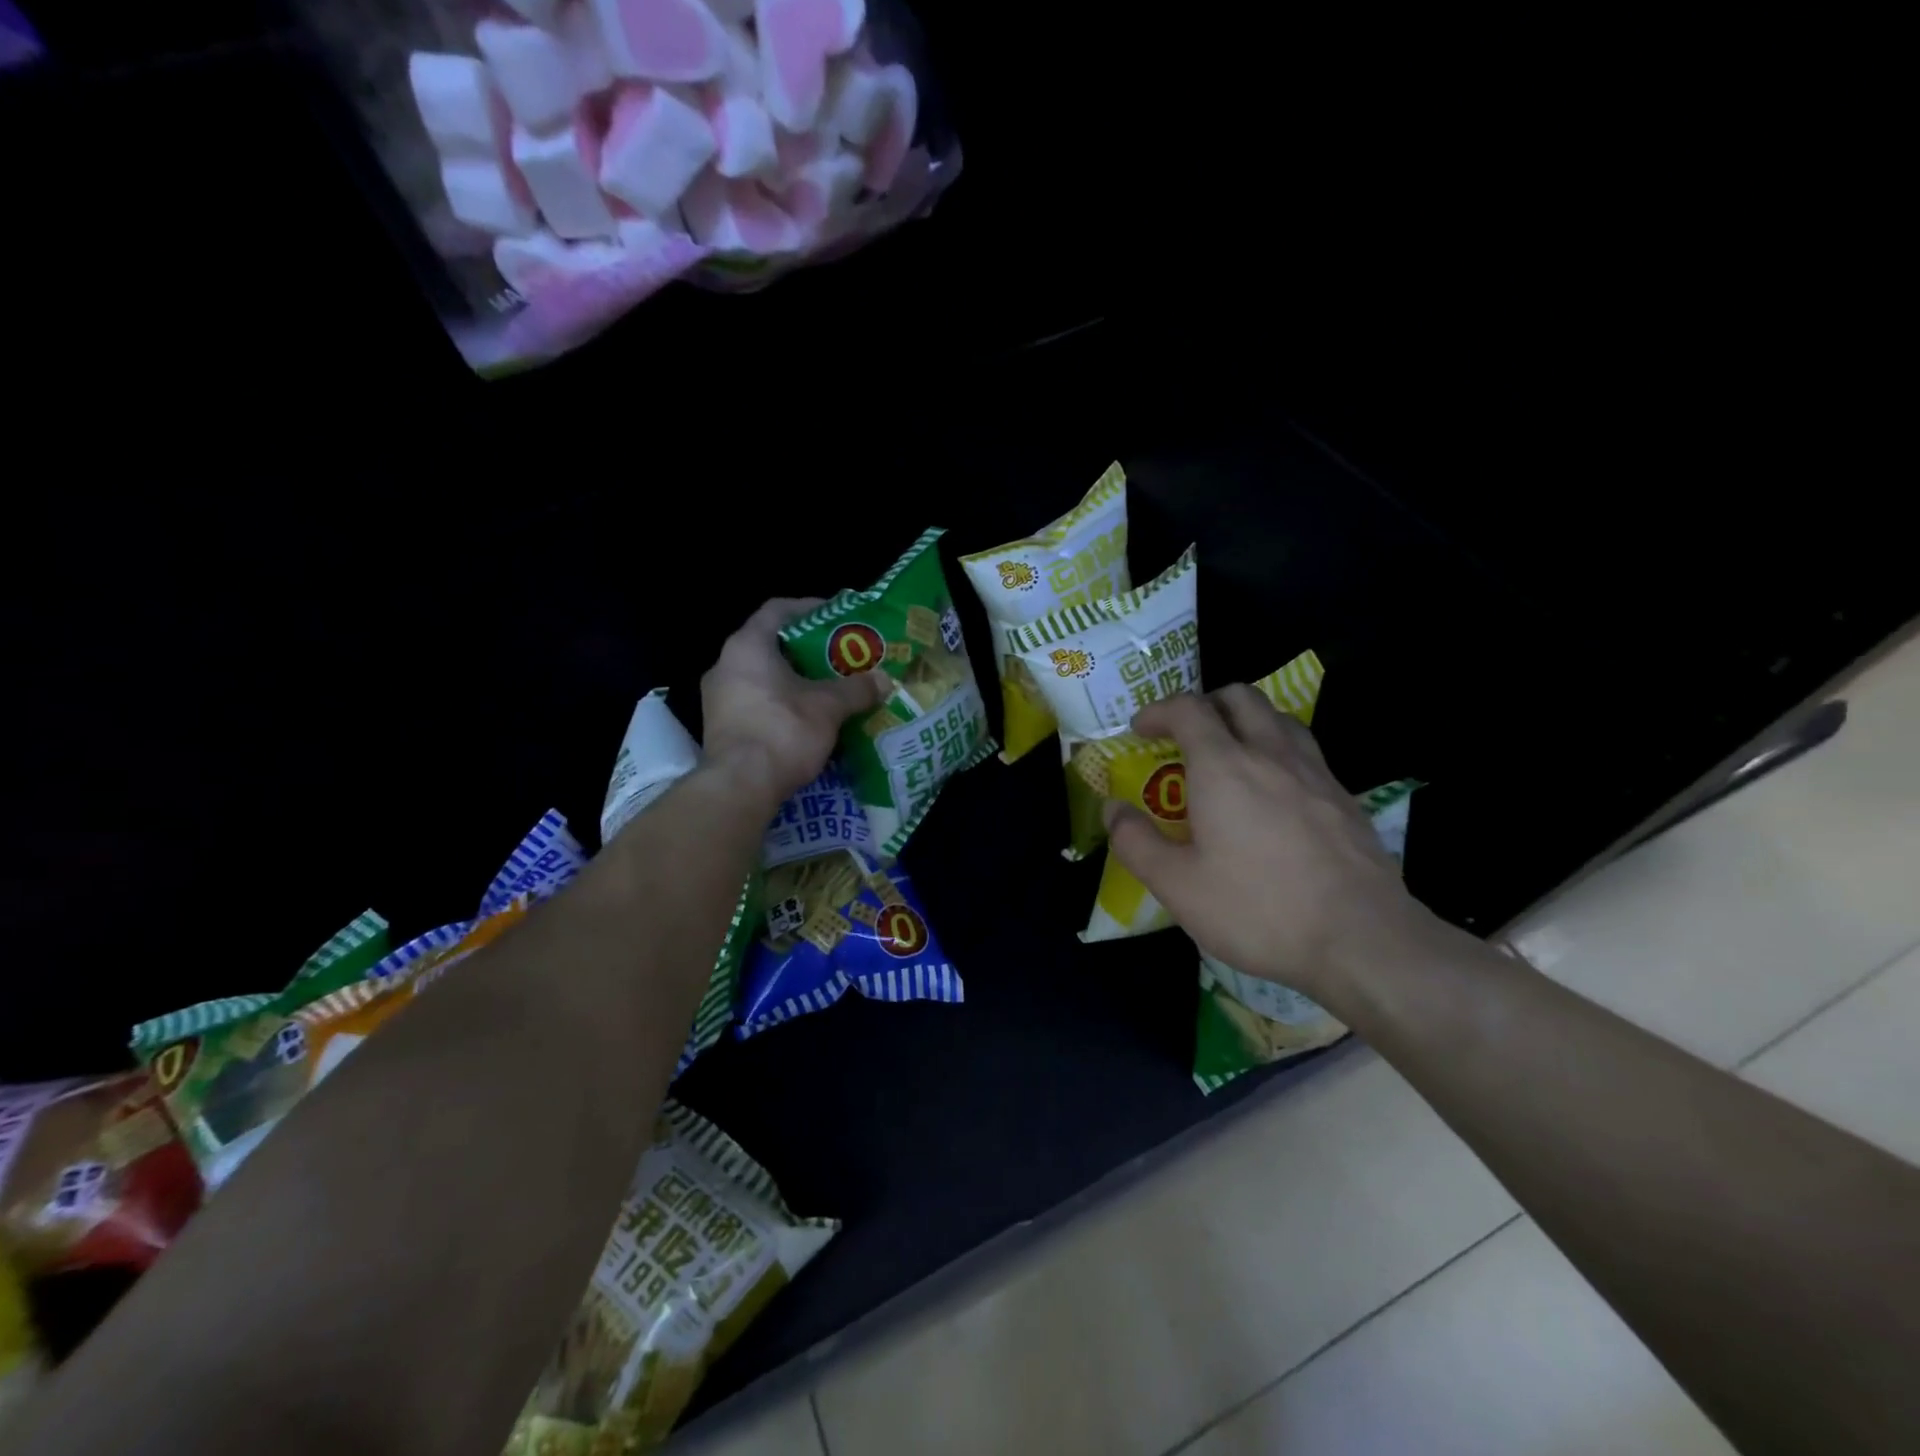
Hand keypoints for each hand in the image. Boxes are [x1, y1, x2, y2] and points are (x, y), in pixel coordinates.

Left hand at [701, 598, 890, 804]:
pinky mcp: (721, 728)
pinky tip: (807, 719)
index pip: (777, 610)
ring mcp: (718, 699)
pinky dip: (782, 705)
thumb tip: (883, 680)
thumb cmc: (783, 730)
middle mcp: (725, 665)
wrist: (740, 786)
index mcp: (747, 646)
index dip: (809, 607)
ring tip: (828, 689)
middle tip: (840, 657)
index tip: (836, 616)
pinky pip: (756, 704)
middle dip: (807, 651)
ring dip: (794, 681)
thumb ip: (856, 688)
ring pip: (762, 678)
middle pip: (770, 645)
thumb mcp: (829, 706)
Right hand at [1105, 687, 1438, 1003]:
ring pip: (1278, 717)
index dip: (1158, 710)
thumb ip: (1136, 842)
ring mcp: (1314, 772)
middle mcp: (1270, 754)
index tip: (1140, 729)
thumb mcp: (1177, 886)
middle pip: (1239, 697)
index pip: (1188, 709)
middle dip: (1205, 704)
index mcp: (1224, 767)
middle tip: (1185, 735)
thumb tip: (1113, 810)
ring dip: (1246, 721)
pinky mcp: (1344, 797)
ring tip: (1230, 755)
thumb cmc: (1258, 908)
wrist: (1362, 938)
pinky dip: (1278, 750)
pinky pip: (1305, 751)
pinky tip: (1274, 794)